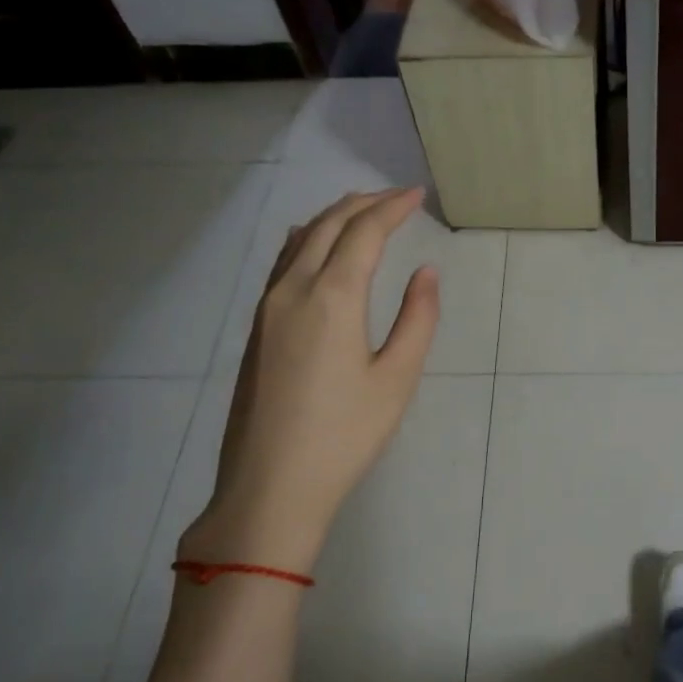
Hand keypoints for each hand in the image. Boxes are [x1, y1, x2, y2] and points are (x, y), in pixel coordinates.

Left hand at [181, 189, 438, 573]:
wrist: (270, 487)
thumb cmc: (344, 436)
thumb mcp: (396, 379)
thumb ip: (417, 318)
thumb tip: (426, 272)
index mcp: (332, 297)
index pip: (364, 232)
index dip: (393, 207)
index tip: (417, 194)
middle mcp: (293, 288)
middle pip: (328, 225)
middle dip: (365, 203)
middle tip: (397, 197)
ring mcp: (267, 307)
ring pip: (300, 239)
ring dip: (334, 217)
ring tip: (363, 210)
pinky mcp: (256, 327)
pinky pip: (283, 261)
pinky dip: (308, 238)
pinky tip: (316, 245)